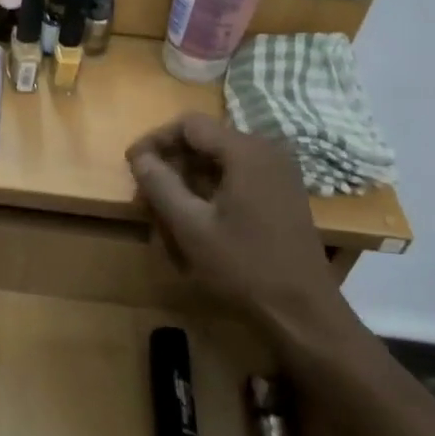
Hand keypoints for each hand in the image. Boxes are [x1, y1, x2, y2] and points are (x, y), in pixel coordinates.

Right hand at [126, 115, 359, 358]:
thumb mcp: (191, 228)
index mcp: (246, 151)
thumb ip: (161, 185)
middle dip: (172, 160)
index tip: (132, 165)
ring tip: (166, 207)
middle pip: (206, 139)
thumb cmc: (243, 267)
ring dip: (190, 176)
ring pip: (221, 159)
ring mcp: (279, 172)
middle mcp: (267, 151)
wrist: (302, 311)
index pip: (190, 124)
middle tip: (146, 191)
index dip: (155, 139)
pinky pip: (238, 175)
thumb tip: (139, 157)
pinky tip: (197, 216)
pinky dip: (212, 187)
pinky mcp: (283, 193)